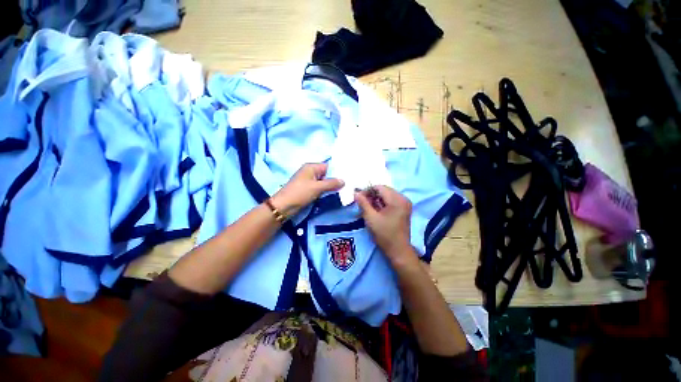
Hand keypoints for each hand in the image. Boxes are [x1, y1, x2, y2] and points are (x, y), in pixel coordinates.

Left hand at [271, 163, 343, 216]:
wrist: (284, 206)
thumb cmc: (300, 193)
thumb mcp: (317, 187)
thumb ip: (331, 183)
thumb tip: (344, 181)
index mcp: (311, 167)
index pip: (329, 166)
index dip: (338, 171)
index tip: (349, 177)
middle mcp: (311, 172)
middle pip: (327, 174)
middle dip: (336, 180)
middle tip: (348, 184)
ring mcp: (309, 181)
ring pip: (324, 182)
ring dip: (332, 186)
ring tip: (344, 189)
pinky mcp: (309, 189)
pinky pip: (320, 188)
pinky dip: (326, 190)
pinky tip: (334, 193)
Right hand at [354, 185, 414, 265]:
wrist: (398, 250)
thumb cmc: (384, 234)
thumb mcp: (371, 218)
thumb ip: (363, 203)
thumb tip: (355, 192)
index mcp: (397, 199)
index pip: (379, 187)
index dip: (367, 190)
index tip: (358, 198)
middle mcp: (403, 198)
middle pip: (384, 190)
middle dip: (371, 195)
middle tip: (362, 203)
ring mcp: (404, 203)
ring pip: (386, 195)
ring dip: (376, 199)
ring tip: (367, 207)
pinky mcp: (403, 209)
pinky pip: (390, 200)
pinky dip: (382, 203)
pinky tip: (375, 210)